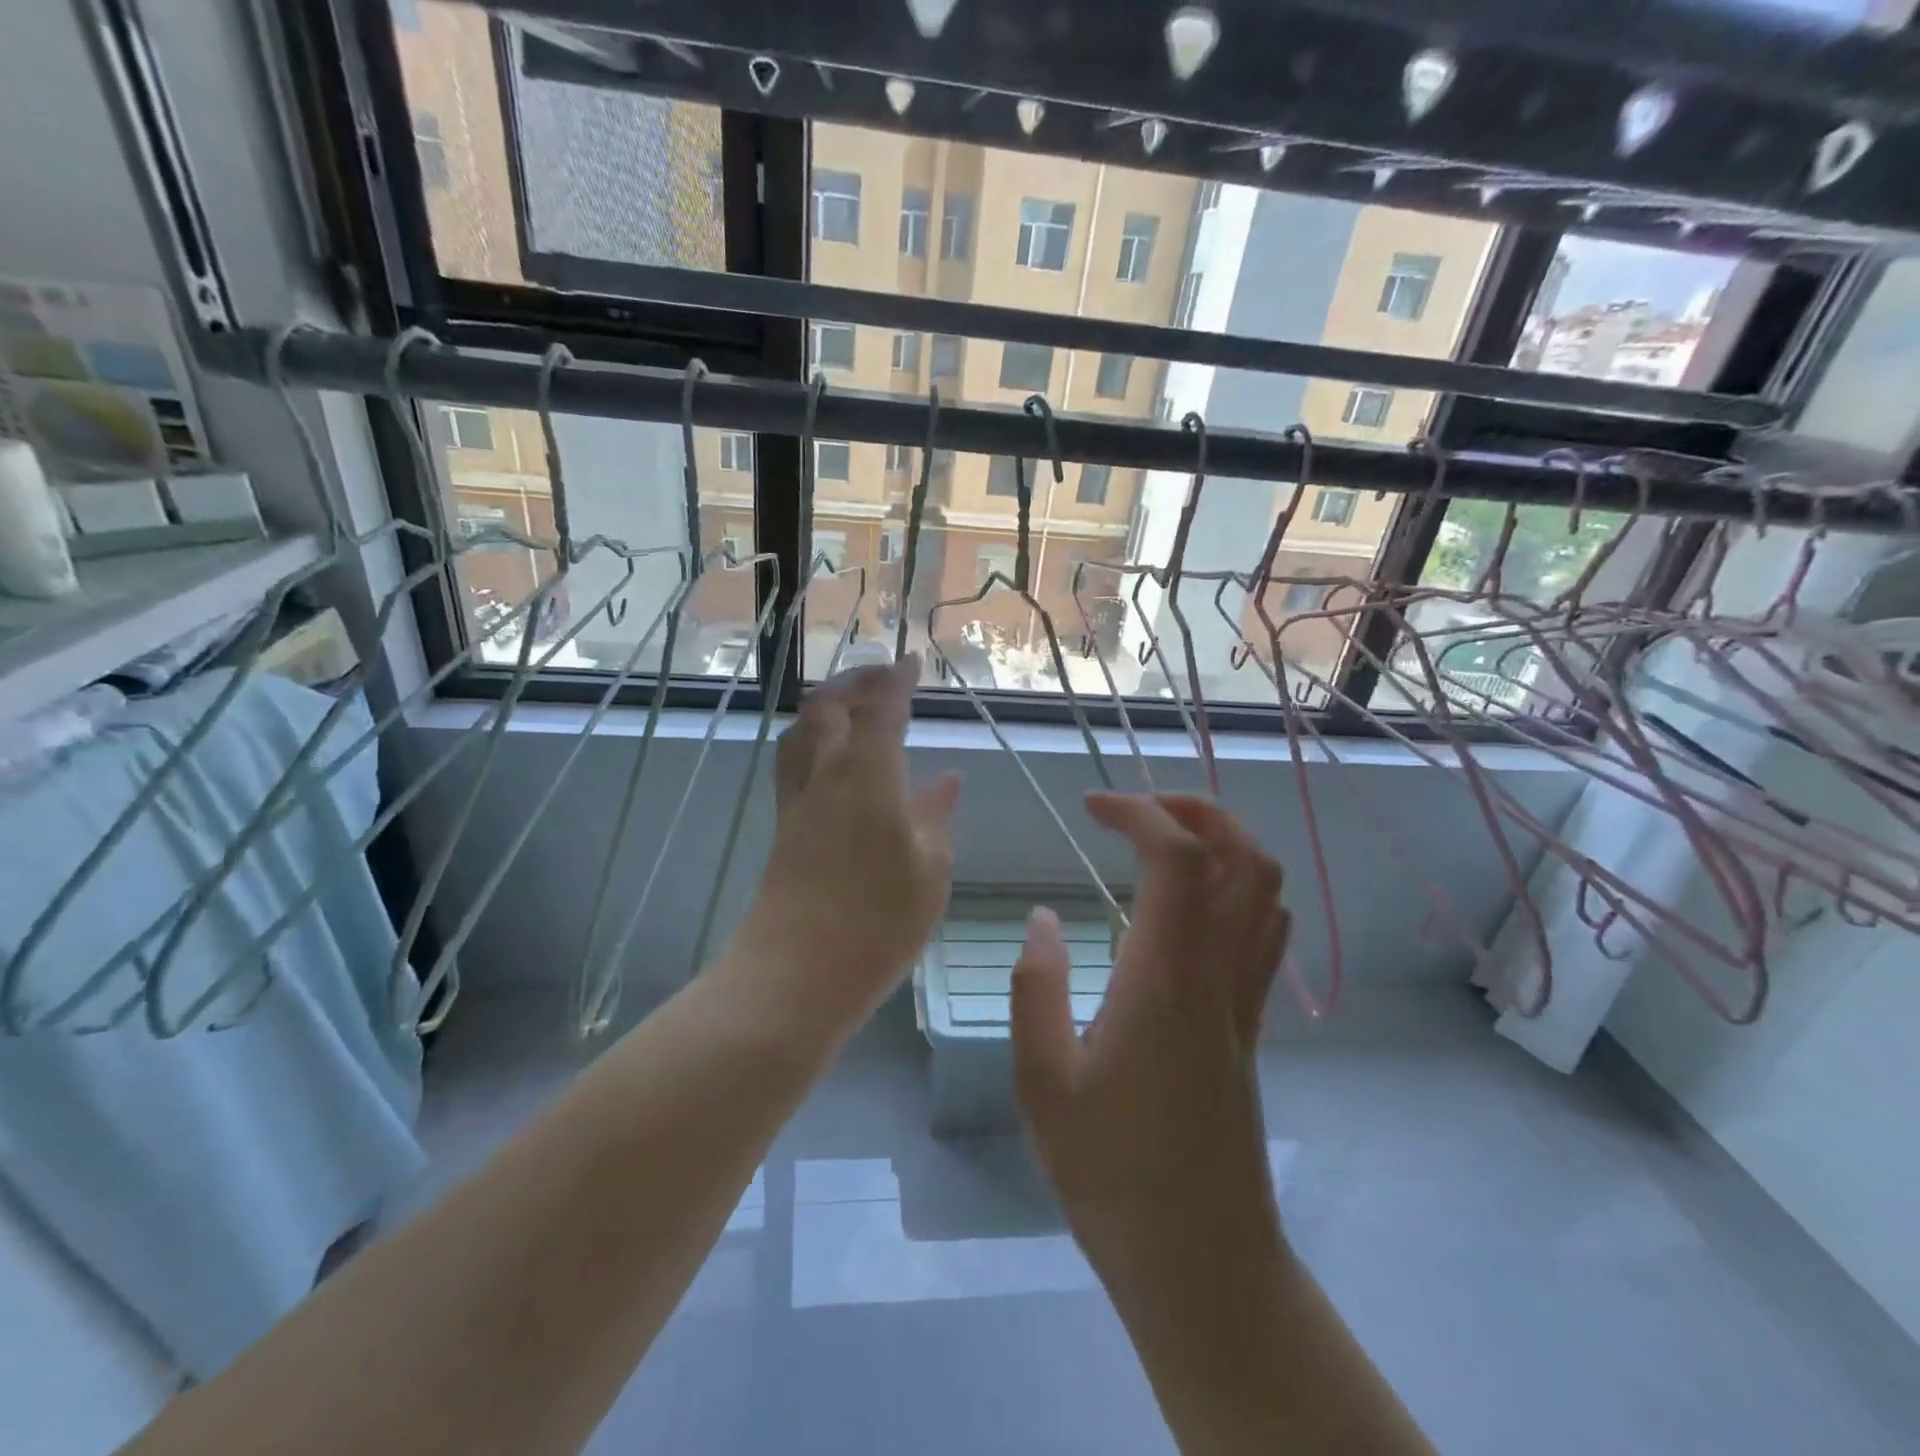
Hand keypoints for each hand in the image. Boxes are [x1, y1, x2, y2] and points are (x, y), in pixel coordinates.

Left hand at [729, 656, 960, 1045]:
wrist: (796, 973)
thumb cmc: (878, 921)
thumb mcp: (929, 869)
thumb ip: (935, 816)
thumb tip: (945, 779)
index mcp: (867, 775)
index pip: (881, 710)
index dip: (896, 681)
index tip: (910, 661)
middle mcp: (825, 776)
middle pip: (827, 708)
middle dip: (854, 683)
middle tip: (882, 680)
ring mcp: (797, 802)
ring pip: (801, 733)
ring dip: (825, 710)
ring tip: (852, 711)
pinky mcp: (783, 829)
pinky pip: (794, 765)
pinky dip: (814, 745)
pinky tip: (835, 767)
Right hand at [1011, 793, 1287, 1292]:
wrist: (1202, 1260)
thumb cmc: (1111, 1175)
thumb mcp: (1043, 1083)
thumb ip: (1036, 990)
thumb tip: (1042, 918)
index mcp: (1165, 979)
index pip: (1178, 859)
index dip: (1140, 812)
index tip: (1092, 806)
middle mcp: (1217, 974)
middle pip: (1243, 857)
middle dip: (1195, 809)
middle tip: (1135, 811)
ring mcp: (1245, 999)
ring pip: (1267, 889)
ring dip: (1224, 841)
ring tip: (1163, 841)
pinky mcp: (1251, 1024)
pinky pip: (1266, 930)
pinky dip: (1240, 886)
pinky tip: (1193, 903)